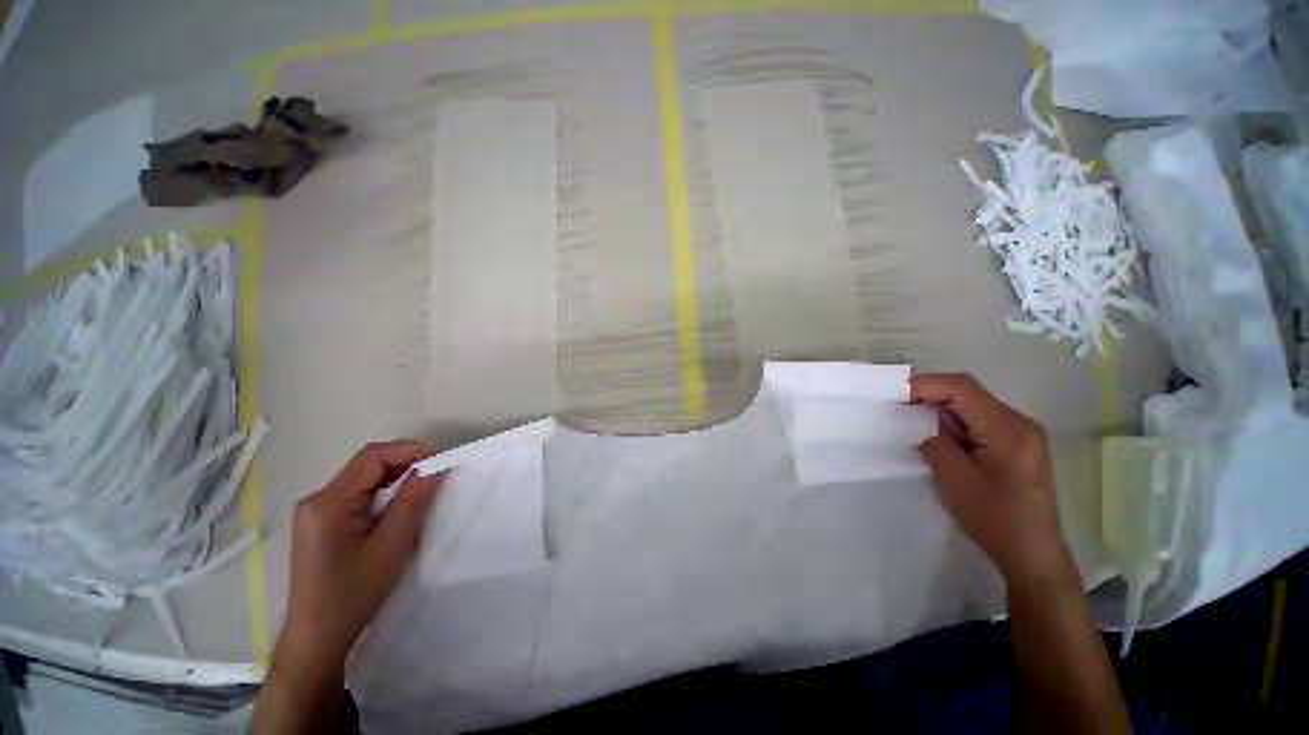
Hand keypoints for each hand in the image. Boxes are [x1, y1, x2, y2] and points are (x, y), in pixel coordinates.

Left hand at [280, 440, 444, 664]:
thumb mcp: (391, 545)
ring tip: (422, 495)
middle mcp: (317, 499)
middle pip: (368, 464)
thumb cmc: (354, 594)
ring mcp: (316, 512)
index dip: (411, 450)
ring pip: (365, 479)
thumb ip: (413, 501)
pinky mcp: (322, 523)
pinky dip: (385, 495)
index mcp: (328, 502)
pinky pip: (359, 495)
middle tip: (437, 478)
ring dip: (397, 480)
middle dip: (406, 464)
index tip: (442, 462)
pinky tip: (398, 511)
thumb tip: (437, 467)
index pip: (373, 456)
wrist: (317, 637)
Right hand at [911, 373, 1072, 588]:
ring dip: (939, 408)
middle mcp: (1020, 422)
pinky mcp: (1016, 443)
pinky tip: (937, 435)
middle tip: (897, 406)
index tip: (893, 397)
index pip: (962, 389)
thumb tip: (919, 423)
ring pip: (972, 404)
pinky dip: (953, 421)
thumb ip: (935, 442)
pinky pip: (978, 419)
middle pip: (968, 392)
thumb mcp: (955, 481)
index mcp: (1009, 430)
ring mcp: (1021, 432)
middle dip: (929, 393)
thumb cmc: (995, 520)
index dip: (924, 385)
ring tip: (911, 421)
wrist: (1033, 555)